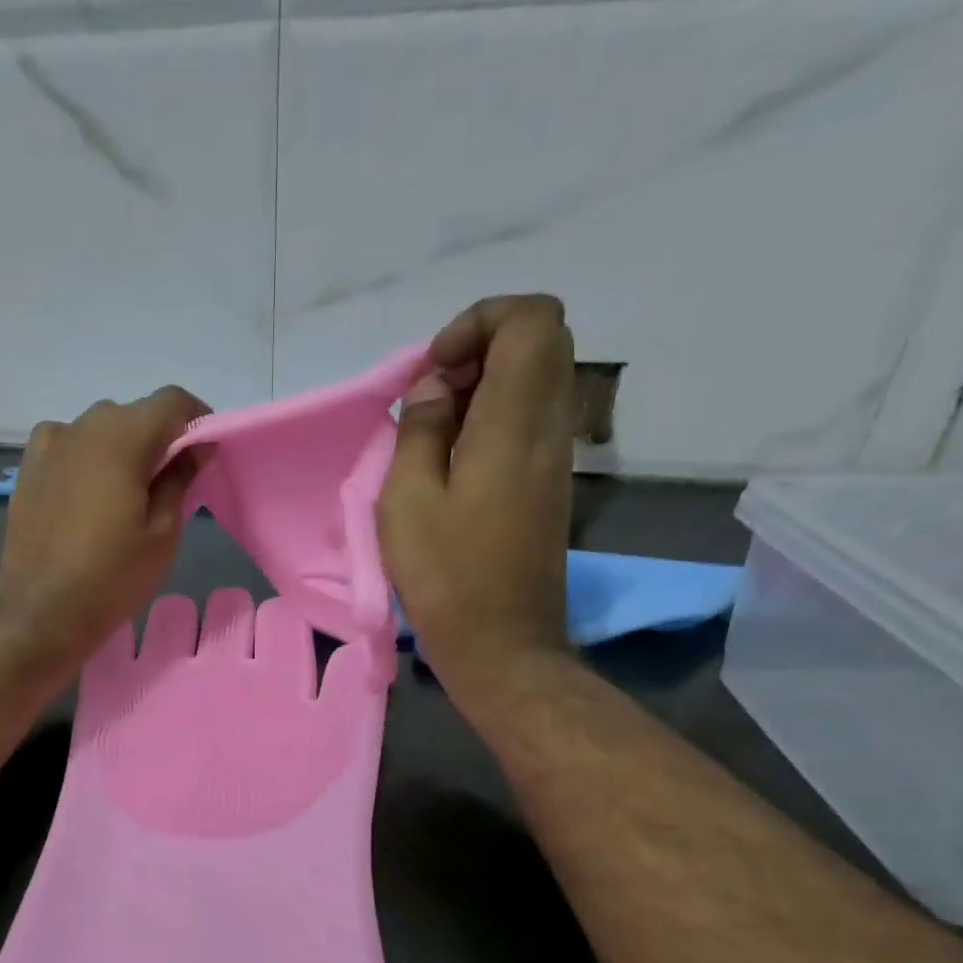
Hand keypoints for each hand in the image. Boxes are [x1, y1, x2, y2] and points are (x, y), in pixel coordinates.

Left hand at [0, 387, 208, 676]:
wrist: (41, 614)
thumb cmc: (113, 578)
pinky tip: (91, 501)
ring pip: (98, 431)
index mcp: (120, 437)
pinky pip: (70, 449)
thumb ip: (180, 479)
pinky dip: (90, 462)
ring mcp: (47, 446)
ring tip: (128, 496)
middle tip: (170, 482)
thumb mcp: (163, 533)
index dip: (196, 418)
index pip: (170, 401)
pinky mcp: (28, 469)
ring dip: (121, 450)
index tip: (205, 449)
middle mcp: (80, 427)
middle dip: (157, 438)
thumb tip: (195, 447)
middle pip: (132, 414)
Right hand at [377, 295, 576, 711]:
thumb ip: (420, 429)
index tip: (435, 369)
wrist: (501, 644)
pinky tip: (450, 466)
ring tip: (431, 435)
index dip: (479, 322)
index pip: (531, 318)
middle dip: (478, 351)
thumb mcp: (408, 498)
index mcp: (515, 422)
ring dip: (481, 390)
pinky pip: (528, 423)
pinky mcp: (549, 486)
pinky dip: (490, 422)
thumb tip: (435, 388)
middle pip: (539, 343)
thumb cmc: (446, 574)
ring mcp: (555, 458)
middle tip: (430, 398)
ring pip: (534, 383)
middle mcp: (549, 428)